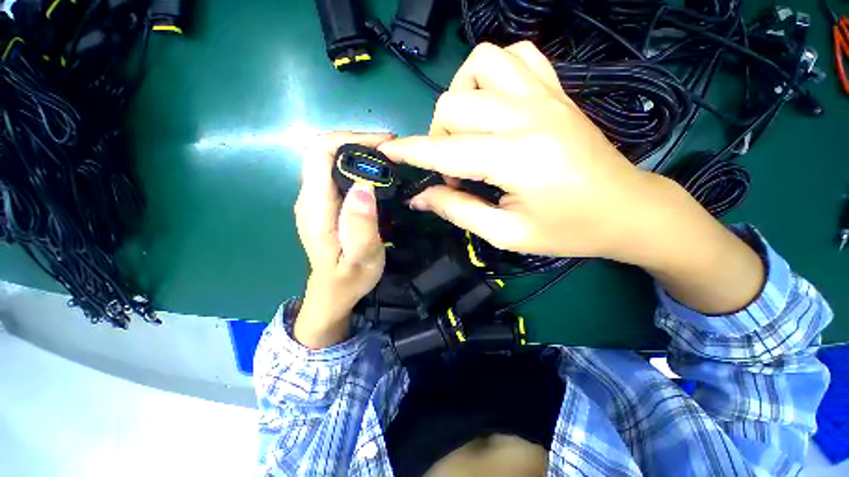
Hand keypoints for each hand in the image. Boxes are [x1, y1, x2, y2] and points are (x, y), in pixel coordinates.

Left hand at [293, 132, 390, 348]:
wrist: (334, 292)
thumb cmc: (349, 279)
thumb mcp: (361, 258)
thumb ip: (360, 226)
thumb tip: (363, 186)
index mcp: (315, 207)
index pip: (320, 153)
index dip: (351, 139)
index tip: (384, 143)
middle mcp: (310, 197)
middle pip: (325, 151)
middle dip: (358, 142)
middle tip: (392, 150)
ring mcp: (316, 200)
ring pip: (331, 160)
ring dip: (359, 152)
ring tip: (389, 159)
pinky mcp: (325, 204)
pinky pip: (337, 173)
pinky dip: (358, 166)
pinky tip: (377, 175)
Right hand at [381, 42, 763, 313]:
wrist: (625, 209)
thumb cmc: (567, 230)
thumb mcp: (506, 234)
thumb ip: (458, 210)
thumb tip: (420, 197)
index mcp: (517, 158)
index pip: (446, 148)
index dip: (411, 151)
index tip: (388, 152)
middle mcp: (528, 115)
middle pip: (454, 104)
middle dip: (439, 139)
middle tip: (455, 170)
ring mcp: (545, 95)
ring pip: (481, 63)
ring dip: (461, 98)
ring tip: (469, 131)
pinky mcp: (557, 90)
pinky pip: (516, 55)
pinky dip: (493, 74)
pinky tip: (495, 105)